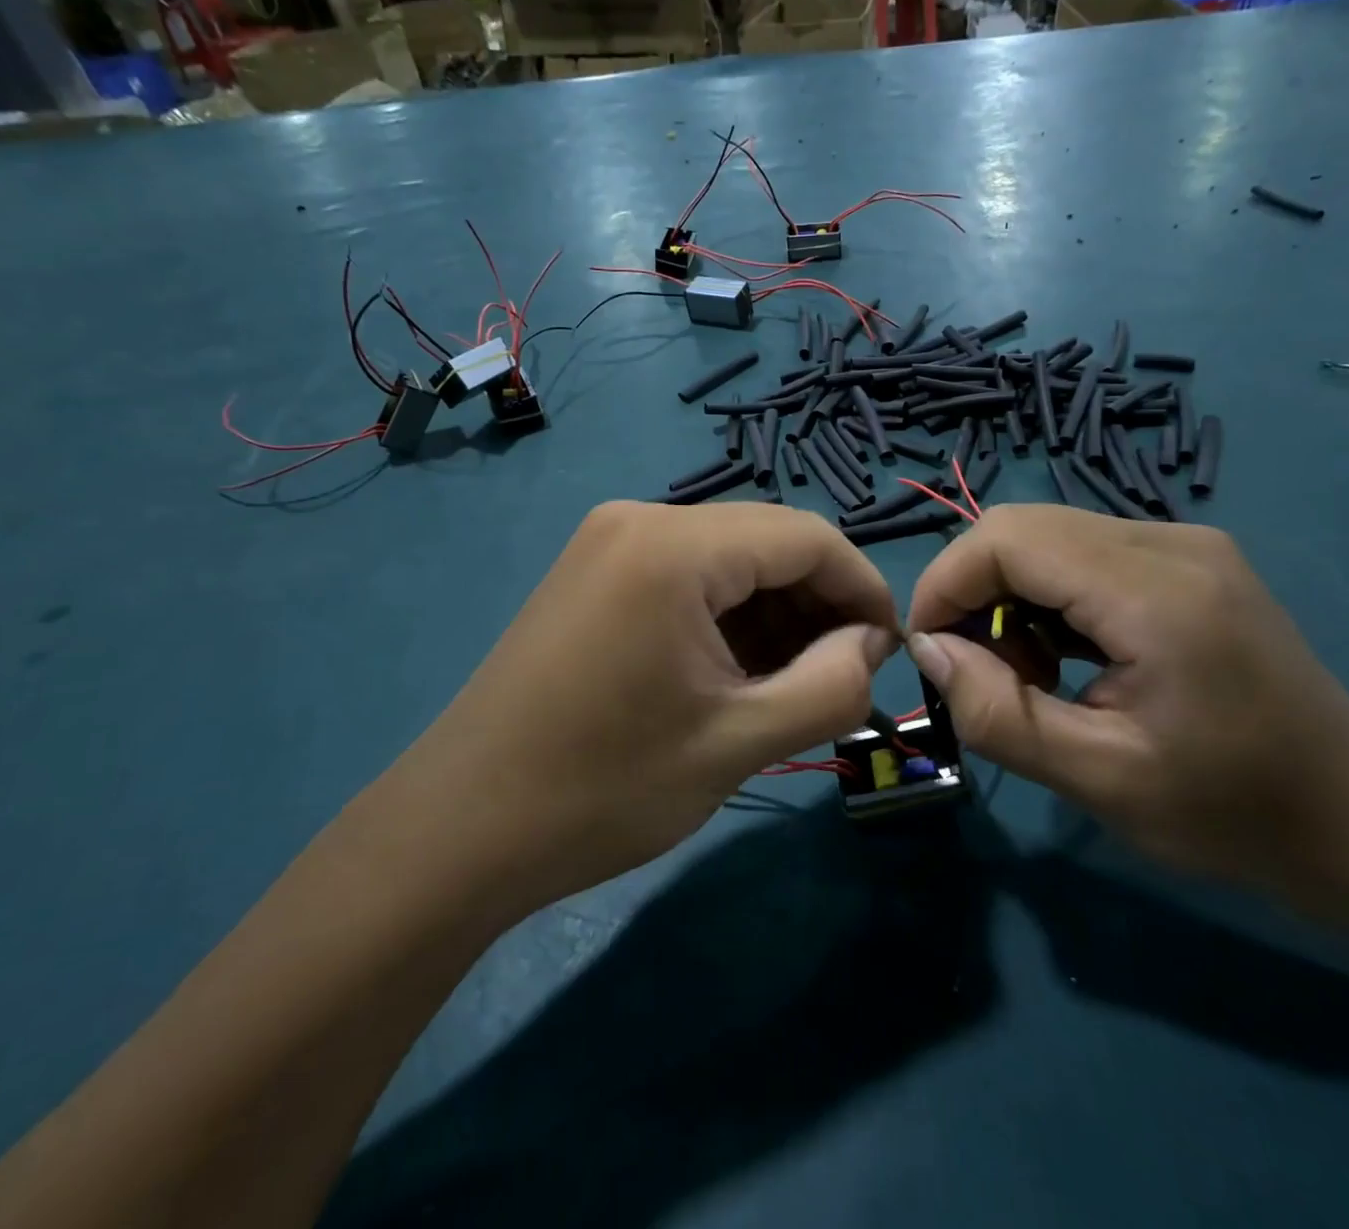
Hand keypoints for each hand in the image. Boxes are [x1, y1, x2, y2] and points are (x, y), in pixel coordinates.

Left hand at [392, 502, 898, 915]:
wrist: (459, 829)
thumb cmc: (603, 788)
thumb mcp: (739, 743)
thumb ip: (830, 685)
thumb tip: (870, 643)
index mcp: (675, 546)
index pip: (806, 536)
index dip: (862, 587)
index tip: (889, 651)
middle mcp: (641, 519)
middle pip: (766, 542)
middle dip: (818, 604)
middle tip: (843, 677)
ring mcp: (609, 542)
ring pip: (728, 560)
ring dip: (775, 613)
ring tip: (794, 683)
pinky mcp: (594, 573)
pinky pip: (687, 577)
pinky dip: (727, 616)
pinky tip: (737, 671)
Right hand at [904, 506, 1348, 898]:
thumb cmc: (1234, 814)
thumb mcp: (1099, 781)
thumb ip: (998, 713)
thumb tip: (927, 649)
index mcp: (1155, 592)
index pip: (1007, 538)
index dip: (947, 583)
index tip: (930, 652)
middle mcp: (1169, 541)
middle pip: (1022, 527)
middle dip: (973, 591)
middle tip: (980, 671)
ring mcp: (1184, 543)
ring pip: (1047, 536)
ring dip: (1010, 596)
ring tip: (1030, 675)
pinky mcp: (1187, 559)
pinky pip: (1082, 553)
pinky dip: (1047, 597)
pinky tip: (1067, 656)